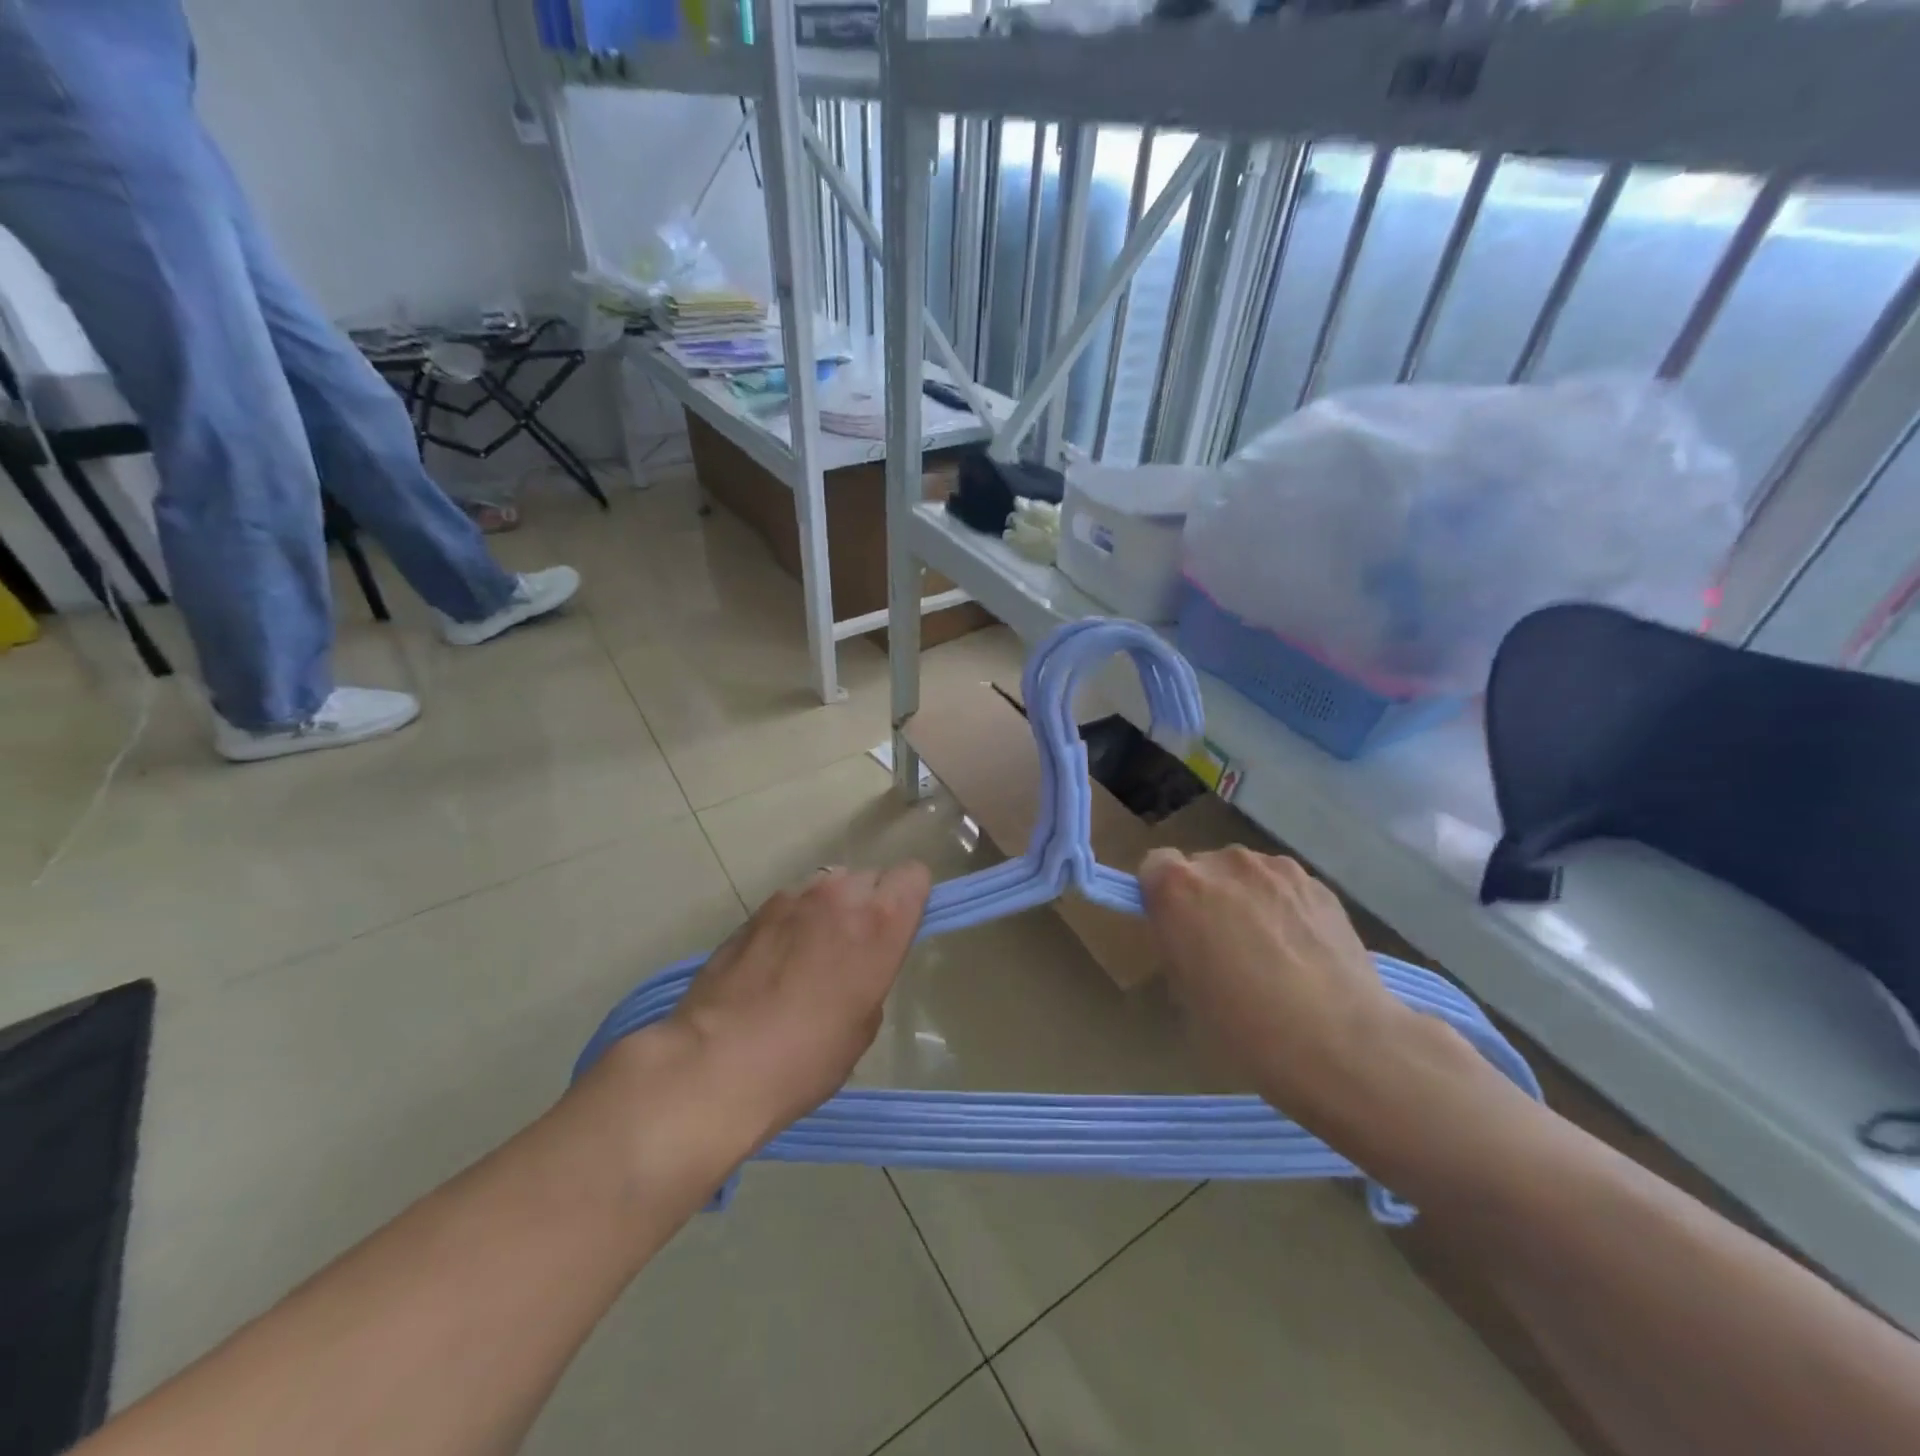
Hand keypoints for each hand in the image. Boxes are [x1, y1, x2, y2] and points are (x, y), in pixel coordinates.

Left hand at [665, 863, 932, 1140]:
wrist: (714, 1065)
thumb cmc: (805, 1058)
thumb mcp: (863, 1024)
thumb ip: (873, 972)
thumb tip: (859, 960)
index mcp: (879, 923)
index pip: (913, 875)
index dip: (909, 900)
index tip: (897, 929)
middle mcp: (839, 895)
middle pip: (869, 877)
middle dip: (867, 904)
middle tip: (852, 948)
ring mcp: (792, 898)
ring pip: (827, 886)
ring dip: (828, 909)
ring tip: (809, 953)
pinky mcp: (755, 910)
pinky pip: (791, 903)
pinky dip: (793, 922)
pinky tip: (774, 962)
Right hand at [1139, 846, 1418, 1127]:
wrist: (1340, 1042)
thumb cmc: (1243, 1026)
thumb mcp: (1184, 990)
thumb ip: (1178, 943)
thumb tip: (1191, 935)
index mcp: (1178, 887)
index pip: (1154, 866)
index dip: (1162, 896)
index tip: (1176, 929)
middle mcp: (1224, 863)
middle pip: (1204, 868)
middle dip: (1207, 897)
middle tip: (1223, 947)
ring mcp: (1277, 869)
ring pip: (1248, 876)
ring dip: (1248, 899)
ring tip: (1271, 951)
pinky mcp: (1320, 885)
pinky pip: (1286, 889)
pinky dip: (1286, 909)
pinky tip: (1303, 953)